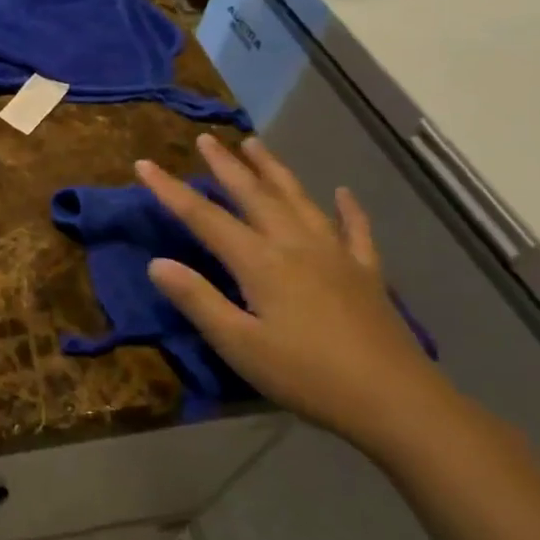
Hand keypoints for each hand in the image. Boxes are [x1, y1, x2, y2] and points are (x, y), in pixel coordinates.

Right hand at [138, 136, 455, 456]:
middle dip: (225, 166)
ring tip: (255, 145)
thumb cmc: (306, 375)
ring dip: (274, 170)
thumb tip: (157, 263)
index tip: (144, 163)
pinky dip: (347, 208)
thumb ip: (197, 300)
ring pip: (298, 200)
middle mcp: (296, 245)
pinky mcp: (366, 273)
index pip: (204, 217)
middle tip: (205, 139)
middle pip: (254, 195)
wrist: (395, 401)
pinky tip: (343, 193)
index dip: (170, 190)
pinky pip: (355, 230)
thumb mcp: (238, 344)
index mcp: (260, 262)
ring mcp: (336, 255)